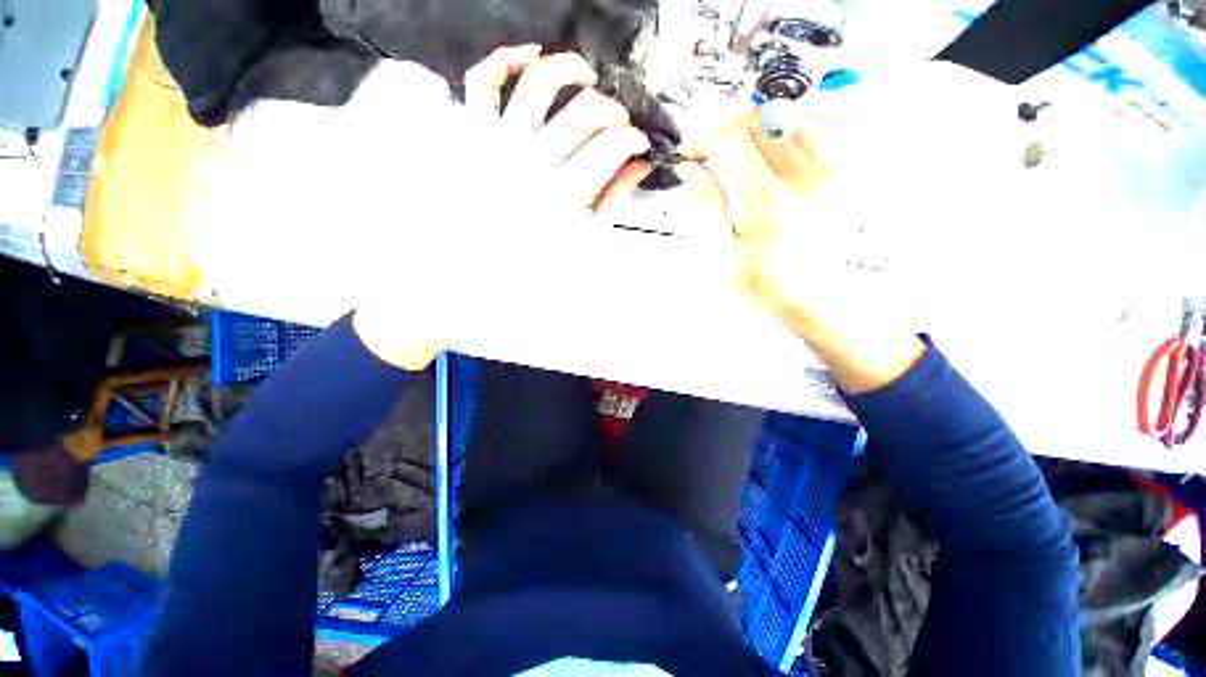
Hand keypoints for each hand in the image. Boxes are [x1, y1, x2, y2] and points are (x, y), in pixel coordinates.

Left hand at [354, 45, 652, 369]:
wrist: (470, 280)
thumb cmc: (528, 271)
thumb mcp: (578, 243)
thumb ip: (609, 201)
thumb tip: (635, 167)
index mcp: (565, 194)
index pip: (613, 146)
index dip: (634, 140)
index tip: (639, 145)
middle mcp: (534, 160)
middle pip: (586, 110)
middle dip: (614, 111)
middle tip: (620, 123)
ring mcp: (500, 142)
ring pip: (540, 82)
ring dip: (570, 68)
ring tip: (587, 76)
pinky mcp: (473, 135)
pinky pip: (482, 82)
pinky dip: (504, 59)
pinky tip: (528, 57)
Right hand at [683, 109, 924, 393]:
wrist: (814, 299)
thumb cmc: (766, 285)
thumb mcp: (726, 252)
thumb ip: (711, 204)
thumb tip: (691, 168)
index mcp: (771, 203)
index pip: (732, 144)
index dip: (703, 139)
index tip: (688, 151)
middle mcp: (806, 179)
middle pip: (760, 121)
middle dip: (725, 126)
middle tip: (707, 146)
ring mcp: (831, 172)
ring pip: (790, 116)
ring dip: (756, 124)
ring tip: (736, 146)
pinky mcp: (843, 173)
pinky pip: (815, 130)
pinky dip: (785, 129)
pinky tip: (767, 150)